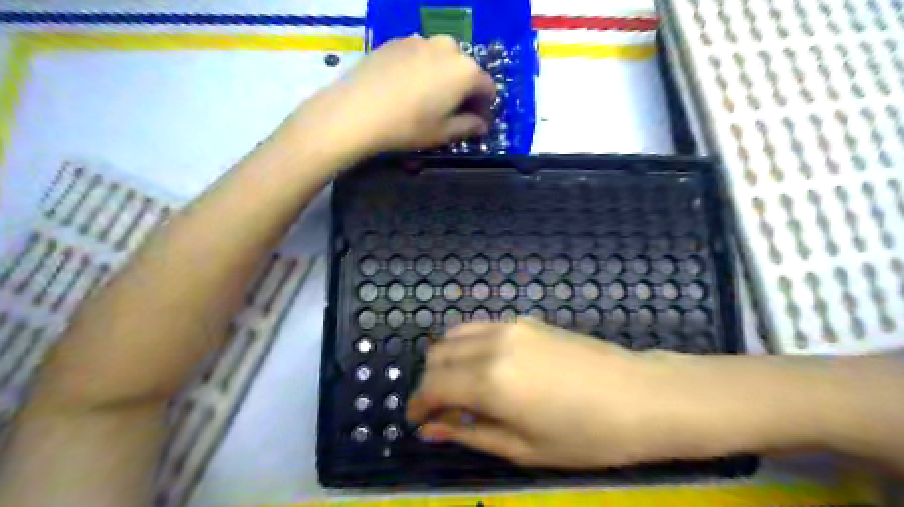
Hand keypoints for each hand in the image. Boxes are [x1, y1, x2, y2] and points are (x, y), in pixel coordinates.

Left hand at [293, 34, 492, 155]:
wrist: (357, 111)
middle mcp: (447, 48)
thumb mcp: (443, 133)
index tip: (475, 121)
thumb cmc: (408, 126)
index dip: (484, 107)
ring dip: (443, 76)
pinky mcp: (396, 40)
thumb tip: (482, 124)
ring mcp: (420, 40)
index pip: (487, 87)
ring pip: (442, 58)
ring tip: (427, 97)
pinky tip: (406, 87)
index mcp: (465, 71)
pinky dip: (421, 68)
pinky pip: (419, 54)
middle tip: (451, 110)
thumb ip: (468, 126)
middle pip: (465, 69)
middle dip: (464, 89)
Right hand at [410, 318, 768, 468]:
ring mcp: (510, 326)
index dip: (419, 405)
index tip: (419, 420)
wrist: (641, 396)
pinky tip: (485, 367)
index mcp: (489, 380)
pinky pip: (479, 327)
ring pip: (454, 335)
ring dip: (446, 361)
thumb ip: (470, 433)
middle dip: (430, 383)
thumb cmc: (587, 436)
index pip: (432, 386)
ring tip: (461, 388)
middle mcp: (492, 344)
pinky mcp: (526, 320)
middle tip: (442, 410)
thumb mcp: (524, 449)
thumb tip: (431, 428)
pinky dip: (467, 345)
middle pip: (437, 355)